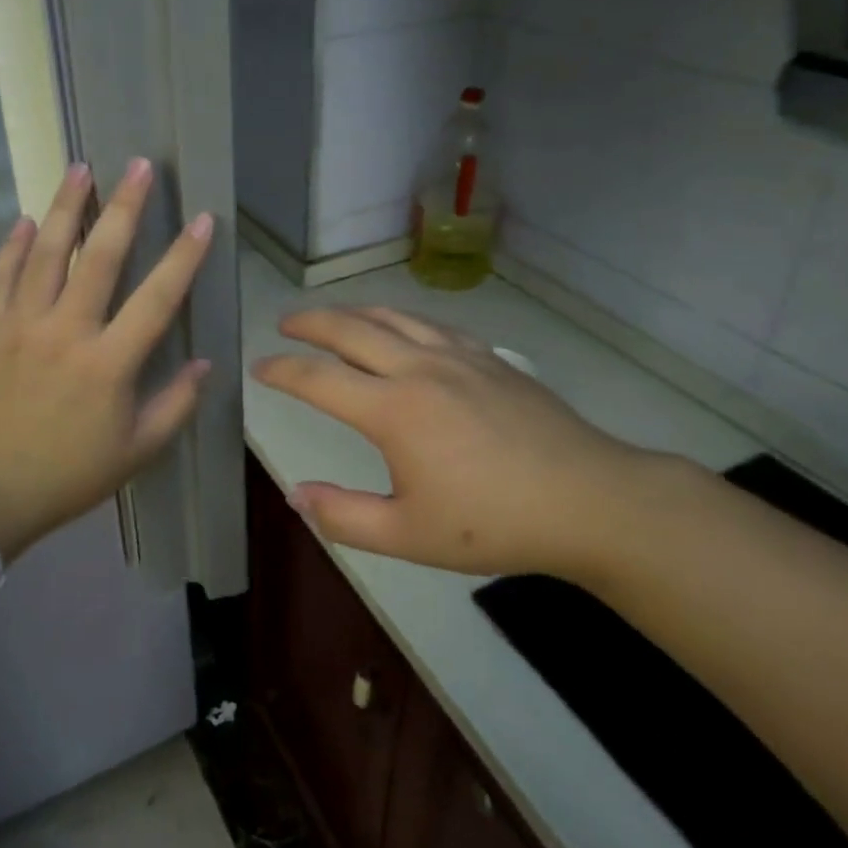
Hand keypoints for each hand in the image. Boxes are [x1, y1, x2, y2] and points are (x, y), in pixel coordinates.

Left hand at [0, 159, 214, 559]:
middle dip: (124, 206)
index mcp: (108, 363)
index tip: (202, 220)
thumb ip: (175, 405)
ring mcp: (19, 325)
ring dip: (65, 207)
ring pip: (45, 252)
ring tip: (79, 169)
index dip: (184, 256)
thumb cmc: (66, 476)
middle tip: (138, 165)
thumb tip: (203, 363)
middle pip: (99, 256)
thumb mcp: (135, 453)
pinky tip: (22, 221)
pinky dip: (11, 246)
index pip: (157, 297)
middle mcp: (66, 330)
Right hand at [252, 306, 669, 578]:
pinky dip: (400, 318)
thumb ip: (344, 516)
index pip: (319, 379)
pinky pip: (431, 324)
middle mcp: (419, 368)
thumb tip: (296, 495)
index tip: (260, 367)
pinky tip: (402, 328)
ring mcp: (458, 356)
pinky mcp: (489, 357)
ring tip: (333, 317)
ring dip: (353, 312)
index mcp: (393, 410)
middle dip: (310, 323)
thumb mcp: (409, 535)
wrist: (588, 500)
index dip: (283, 370)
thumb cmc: (494, 522)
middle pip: (350, 330)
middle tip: (285, 323)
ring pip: (392, 317)